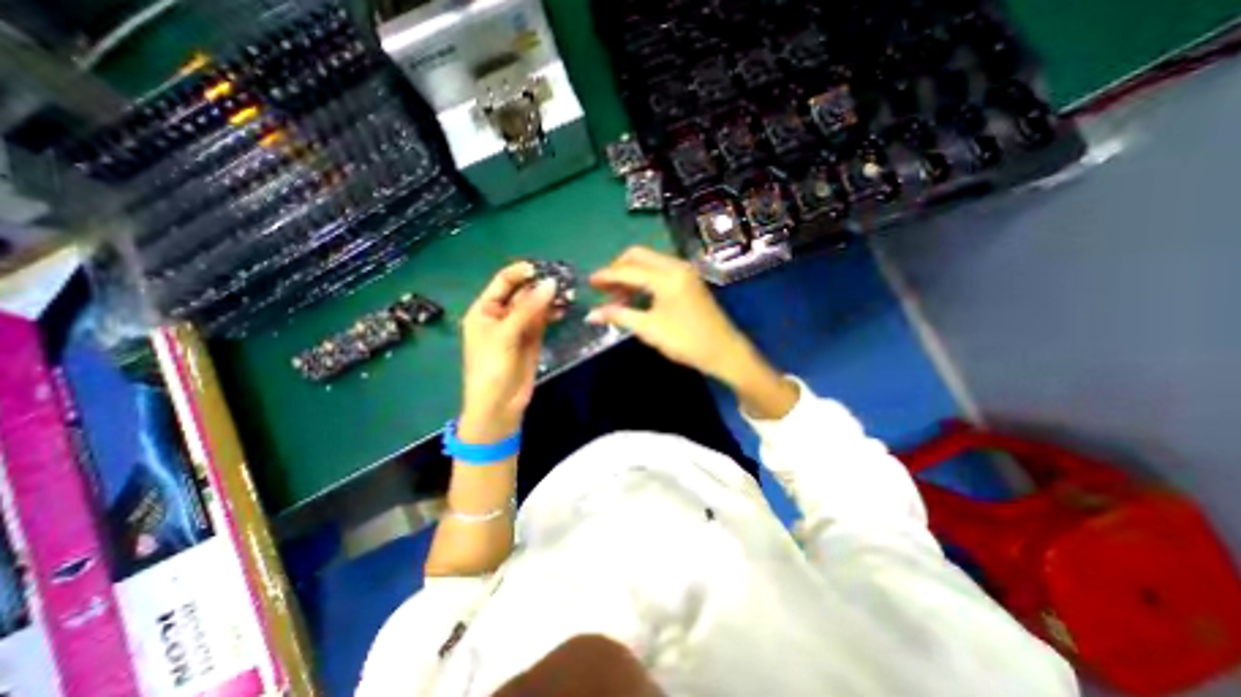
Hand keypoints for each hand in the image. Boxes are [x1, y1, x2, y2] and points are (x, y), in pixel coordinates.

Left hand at [459, 259, 558, 443]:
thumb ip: (528, 309)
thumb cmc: (492, 368)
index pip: (503, 282)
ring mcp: (518, 327)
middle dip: (540, 286)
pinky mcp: (532, 339)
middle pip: (522, 292)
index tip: (542, 268)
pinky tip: (563, 308)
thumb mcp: (506, 335)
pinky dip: (553, 313)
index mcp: (484, 310)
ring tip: (567, 293)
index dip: (521, 272)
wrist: (499, 405)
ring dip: (549, 299)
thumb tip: (551, 283)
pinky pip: (543, 320)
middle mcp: (501, 315)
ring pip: (535, 306)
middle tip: (563, 280)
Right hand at [587, 249, 749, 381]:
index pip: (628, 269)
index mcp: (666, 276)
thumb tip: (591, 315)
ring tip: (617, 296)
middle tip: (603, 288)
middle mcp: (676, 266)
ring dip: (631, 273)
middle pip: (638, 255)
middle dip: (618, 268)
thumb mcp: (649, 329)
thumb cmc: (685, 341)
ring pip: (649, 261)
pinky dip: (644, 278)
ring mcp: (684, 271)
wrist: (723, 351)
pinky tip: (636, 295)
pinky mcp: (688, 279)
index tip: (589, 282)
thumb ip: (619, 316)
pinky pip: (660, 269)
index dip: (606, 275)